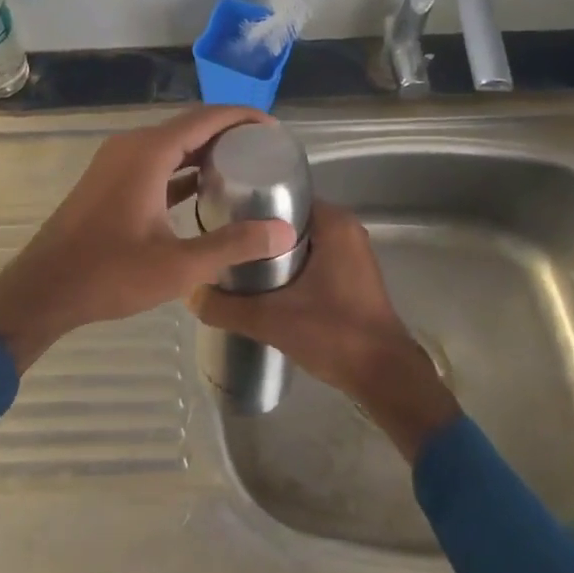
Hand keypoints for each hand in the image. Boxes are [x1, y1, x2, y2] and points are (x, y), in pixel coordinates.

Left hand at [0, 106, 296, 370]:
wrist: (44, 289)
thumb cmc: (109, 274)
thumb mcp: (178, 265)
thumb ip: (233, 245)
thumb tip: (284, 232)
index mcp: (148, 153)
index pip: (205, 118)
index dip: (242, 117)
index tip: (275, 129)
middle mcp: (130, 147)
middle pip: (188, 126)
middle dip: (227, 133)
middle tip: (267, 151)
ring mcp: (115, 163)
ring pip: (169, 145)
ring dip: (203, 152)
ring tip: (244, 167)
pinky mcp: (108, 181)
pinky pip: (154, 163)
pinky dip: (181, 169)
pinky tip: (204, 190)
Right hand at [188, 202, 460, 460]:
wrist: (384, 377)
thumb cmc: (334, 334)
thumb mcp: (271, 319)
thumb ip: (226, 306)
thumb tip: (189, 294)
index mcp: (334, 224)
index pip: (283, 196)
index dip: (250, 205)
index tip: (219, 216)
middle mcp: (346, 230)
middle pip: (288, 219)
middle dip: (256, 230)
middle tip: (219, 240)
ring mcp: (351, 254)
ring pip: (299, 241)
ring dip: (270, 250)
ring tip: (232, 260)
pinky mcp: (350, 277)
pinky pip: (311, 258)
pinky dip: (287, 266)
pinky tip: (260, 282)